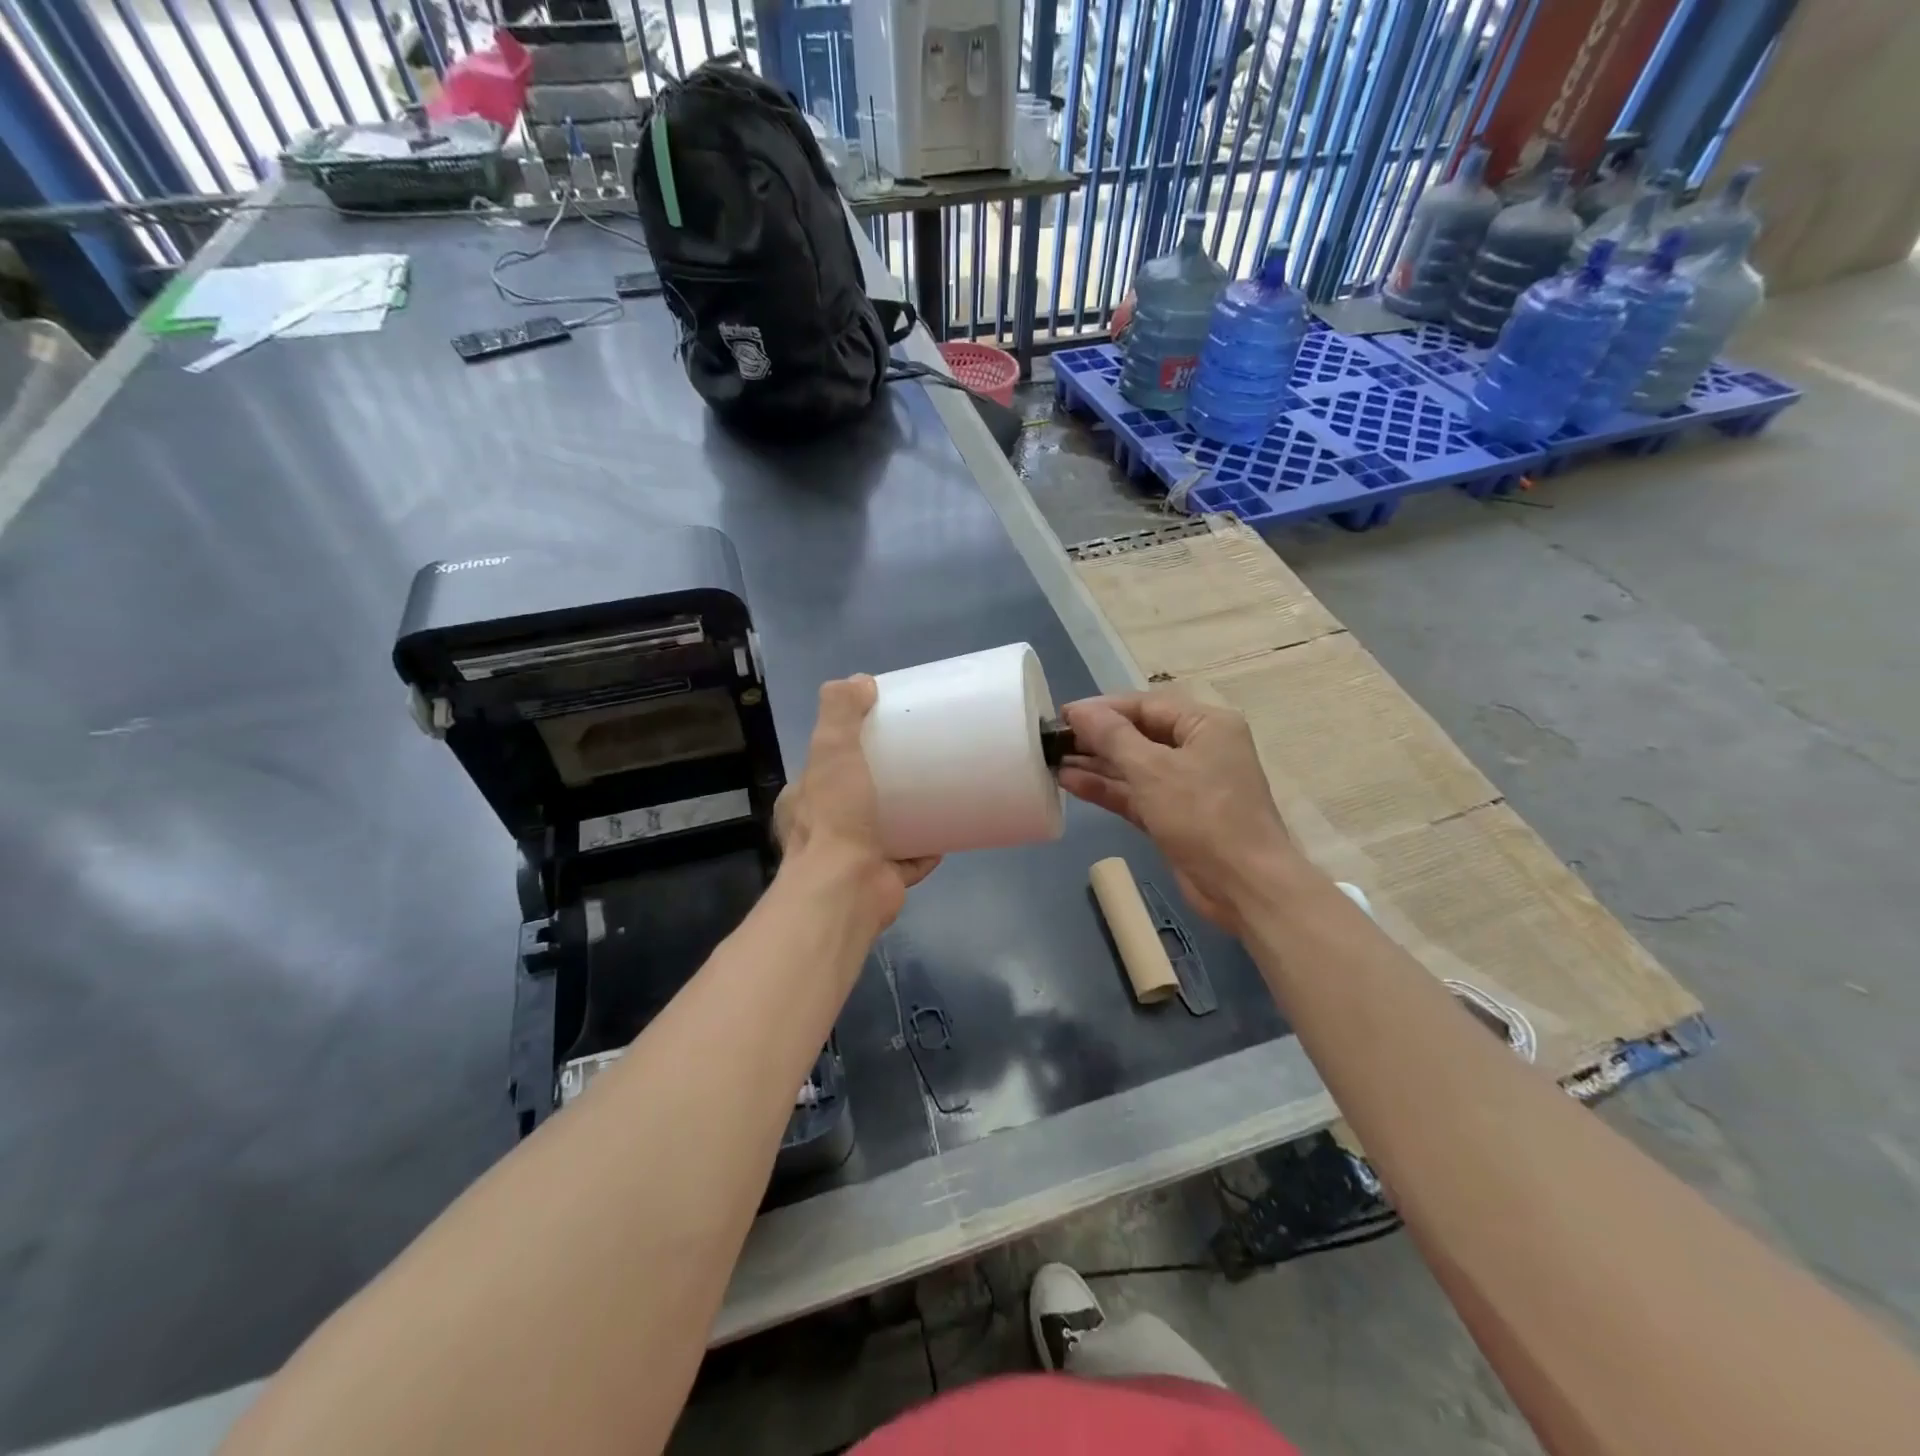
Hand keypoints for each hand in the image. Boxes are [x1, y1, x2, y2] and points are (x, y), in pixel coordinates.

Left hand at [774, 676, 939, 930]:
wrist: (846, 890)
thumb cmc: (834, 817)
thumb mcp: (831, 750)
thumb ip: (840, 712)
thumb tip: (860, 680)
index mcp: (803, 802)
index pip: (823, 768)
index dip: (846, 751)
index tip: (879, 735)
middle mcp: (822, 832)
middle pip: (855, 799)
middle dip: (881, 785)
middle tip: (915, 763)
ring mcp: (852, 860)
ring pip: (882, 831)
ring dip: (905, 817)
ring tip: (936, 792)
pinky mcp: (881, 881)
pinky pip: (908, 860)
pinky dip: (926, 849)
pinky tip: (948, 833)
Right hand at [1059, 692, 1298, 931]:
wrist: (1243, 885)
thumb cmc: (1203, 815)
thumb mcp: (1152, 770)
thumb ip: (1112, 736)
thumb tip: (1079, 711)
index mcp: (1206, 725)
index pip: (1146, 706)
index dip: (1102, 709)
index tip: (1063, 715)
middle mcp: (1199, 749)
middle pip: (1139, 734)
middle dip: (1097, 738)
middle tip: (1054, 741)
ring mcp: (1188, 785)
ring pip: (1135, 767)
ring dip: (1097, 764)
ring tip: (1054, 761)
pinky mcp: (1175, 816)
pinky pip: (1136, 794)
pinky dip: (1108, 789)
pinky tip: (1072, 783)